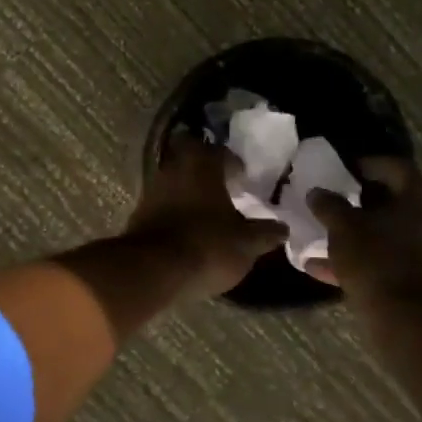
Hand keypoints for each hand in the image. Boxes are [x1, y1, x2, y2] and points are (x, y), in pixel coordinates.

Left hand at [127, 130, 288, 300]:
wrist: (152, 270)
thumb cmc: (207, 246)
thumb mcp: (246, 244)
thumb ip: (265, 233)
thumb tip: (283, 228)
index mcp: (202, 166)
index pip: (219, 151)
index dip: (233, 162)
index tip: (244, 177)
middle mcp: (174, 169)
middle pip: (190, 159)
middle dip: (205, 170)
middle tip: (223, 187)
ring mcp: (152, 190)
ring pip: (174, 180)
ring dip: (189, 191)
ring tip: (207, 211)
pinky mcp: (139, 213)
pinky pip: (162, 203)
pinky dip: (175, 210)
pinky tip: (187, 228)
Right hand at [307, 156, 421, 311]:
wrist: (412, 324)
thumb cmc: (377, 262)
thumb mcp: (343, 229)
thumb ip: (329, 205)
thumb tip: (318, 192)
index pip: (392, 166)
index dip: (364, 165)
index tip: (341, 172)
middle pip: (397, 201)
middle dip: (363, 204)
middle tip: (337, 206)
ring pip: (395, 234)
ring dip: (364, 236)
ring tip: (329, 244)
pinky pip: (399, 260)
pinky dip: (373, 261)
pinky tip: (335, 273)